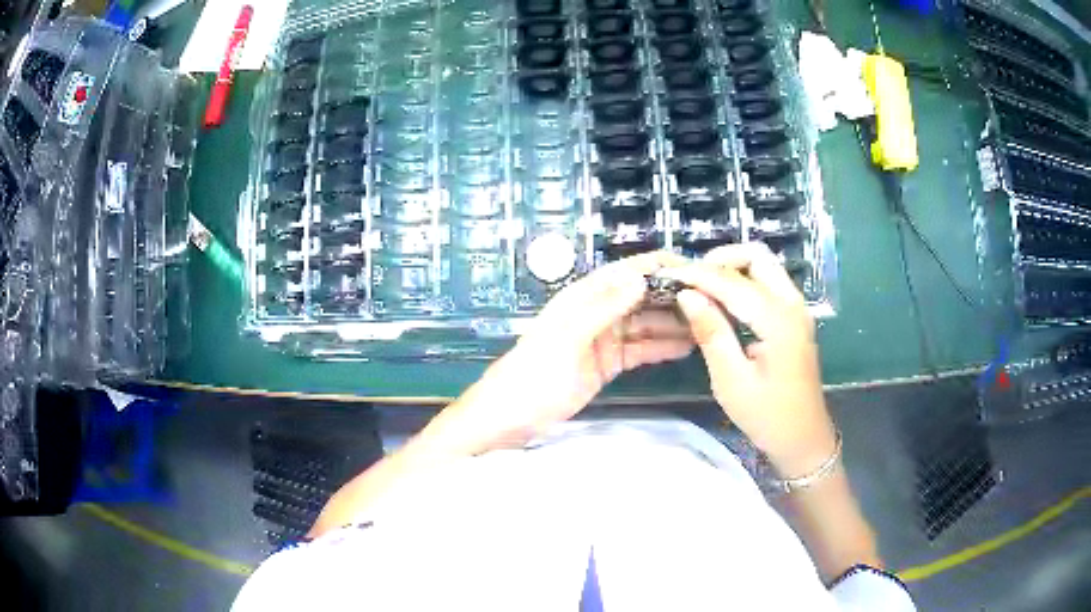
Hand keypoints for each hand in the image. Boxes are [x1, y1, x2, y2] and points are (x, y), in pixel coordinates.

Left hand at [431, 251, 694, 454]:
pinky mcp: (607, 364)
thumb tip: (641, 278)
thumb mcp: (566, 340)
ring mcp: (603, 339)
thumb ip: (602, 309)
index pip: (627, 272)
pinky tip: (687, 347)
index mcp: (583, 298)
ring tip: (709, 325)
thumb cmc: (532, 376)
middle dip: (674, 297)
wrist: (508, 419)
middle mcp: (597, 312)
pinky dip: (662, 347)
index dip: (660, 266)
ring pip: (646, 324)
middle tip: (714, 302)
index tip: (696, 268)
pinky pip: (640, 349)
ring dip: (673, 323)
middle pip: (642, 297)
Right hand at [658, 244, 835, 476]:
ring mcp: (797, 308)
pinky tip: (722, 302)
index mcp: (778, 320)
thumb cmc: (767, 416)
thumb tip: (687, 295)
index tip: (667, 274)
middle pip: (756, 256)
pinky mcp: (794, 317)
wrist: (804, 437)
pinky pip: (767, 282)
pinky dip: (743, 282)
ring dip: (731, 268)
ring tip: (700, 290)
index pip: (732, 282)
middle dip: (720, 260)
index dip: (697, 275)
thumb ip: (711, 332)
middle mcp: (792, 304)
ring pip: (763, 266)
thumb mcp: (731, 380)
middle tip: (690, 281)